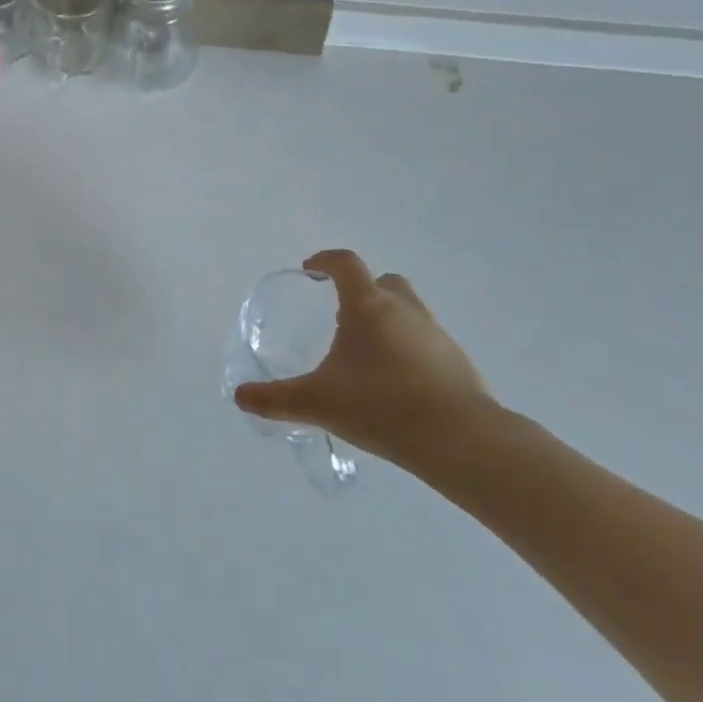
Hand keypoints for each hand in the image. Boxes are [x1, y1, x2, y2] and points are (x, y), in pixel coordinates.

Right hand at [232, 249, 492, 469]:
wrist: (462, 440)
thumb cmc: (381, 406)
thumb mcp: (318, 403)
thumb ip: (276, 399)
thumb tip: (240, 397)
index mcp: (368, 305)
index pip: (346, 264)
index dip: (325, 261)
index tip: (311, 271)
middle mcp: (404, 310)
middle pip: (384, 281)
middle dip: (362, 289)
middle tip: (343, 313)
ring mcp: (437, 335)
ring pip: (409, 311)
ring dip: (389, 320)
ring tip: (369, 354)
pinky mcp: (459, 363)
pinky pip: (428, 343)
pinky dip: (411, 350)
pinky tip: (399, 383)